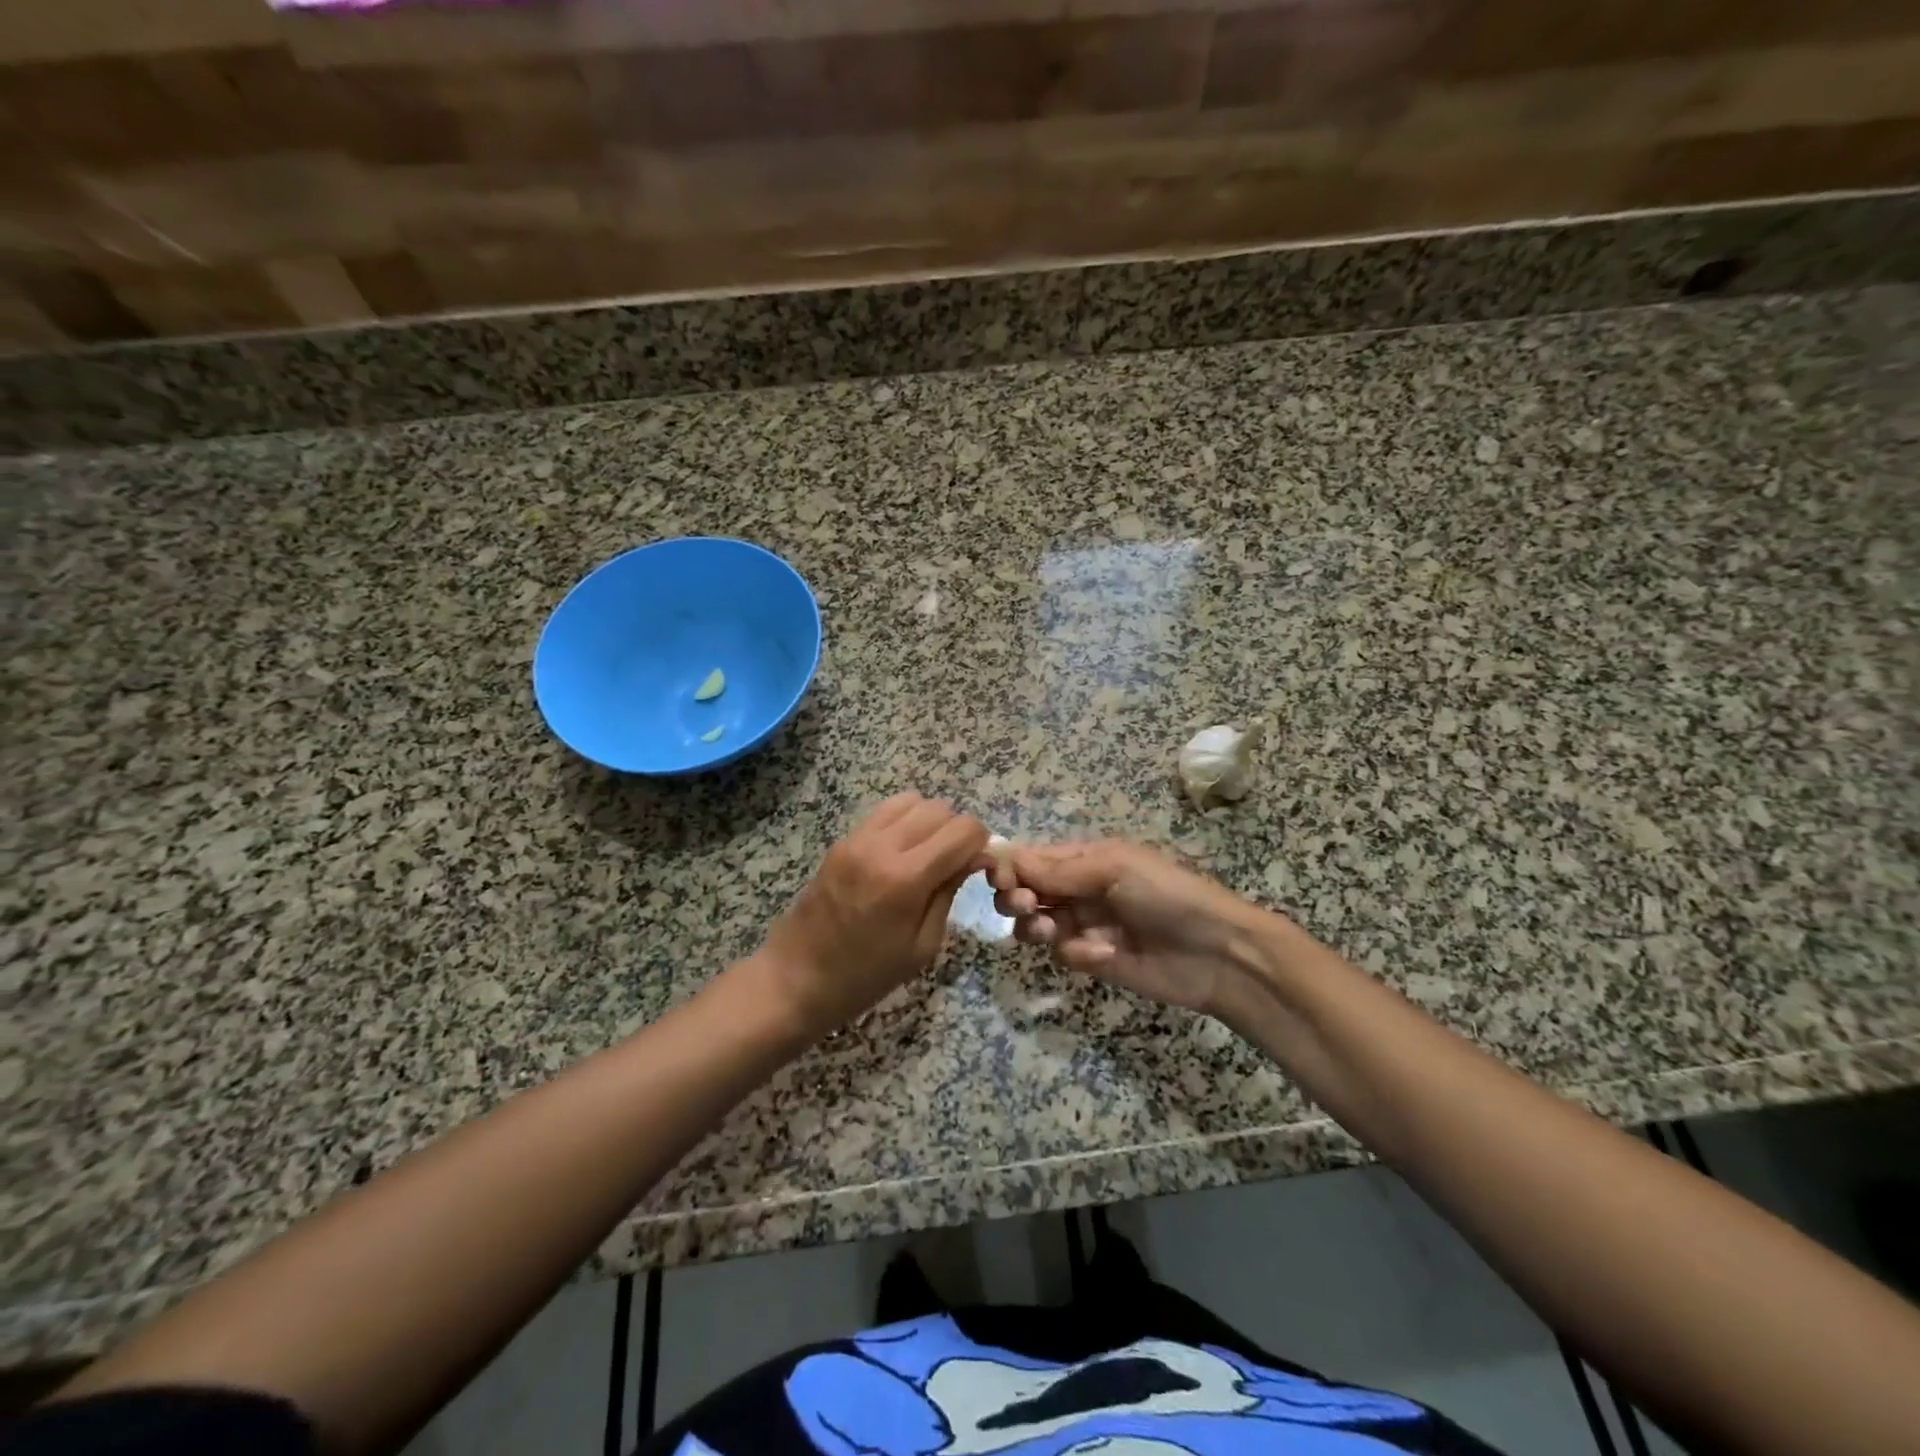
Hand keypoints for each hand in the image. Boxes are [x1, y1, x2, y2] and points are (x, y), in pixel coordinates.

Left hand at [758, 794, 988, 1037]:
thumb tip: (973, 857)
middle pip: (940, 809)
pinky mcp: (843, 839)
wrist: (796, 978)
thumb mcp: (922, 946)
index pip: (963, 830)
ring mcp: (858, 838)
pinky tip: (903, 853)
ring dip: (931, 821)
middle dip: (958, 831)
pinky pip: (886, 811)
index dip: (981, 844)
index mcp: (905, 878)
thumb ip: (949, 892)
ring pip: (913, 801)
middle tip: (956, 864)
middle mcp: (882, 846)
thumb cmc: (865, 976)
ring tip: (929, 855)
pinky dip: (905, 821)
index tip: (980, 867)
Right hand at [990, 841, 1272, 1016]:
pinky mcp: (1093, 960)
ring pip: (1034, 925)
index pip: (1030, 857)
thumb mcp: (1114, 868)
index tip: (997, 879)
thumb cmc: (1166, 894)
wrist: (1216, 952)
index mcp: (1083, 858)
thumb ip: (1060, 869)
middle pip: (1024, 891)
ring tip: (1050, 932)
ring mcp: (1083, 925)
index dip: (1008, 866)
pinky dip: (1076, 953)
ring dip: (1034, 927)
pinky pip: (1064, 954)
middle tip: (1024, 905)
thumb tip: (1005, 858)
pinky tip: (1103, 954)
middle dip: (1016, 897)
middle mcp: (1077, 889)